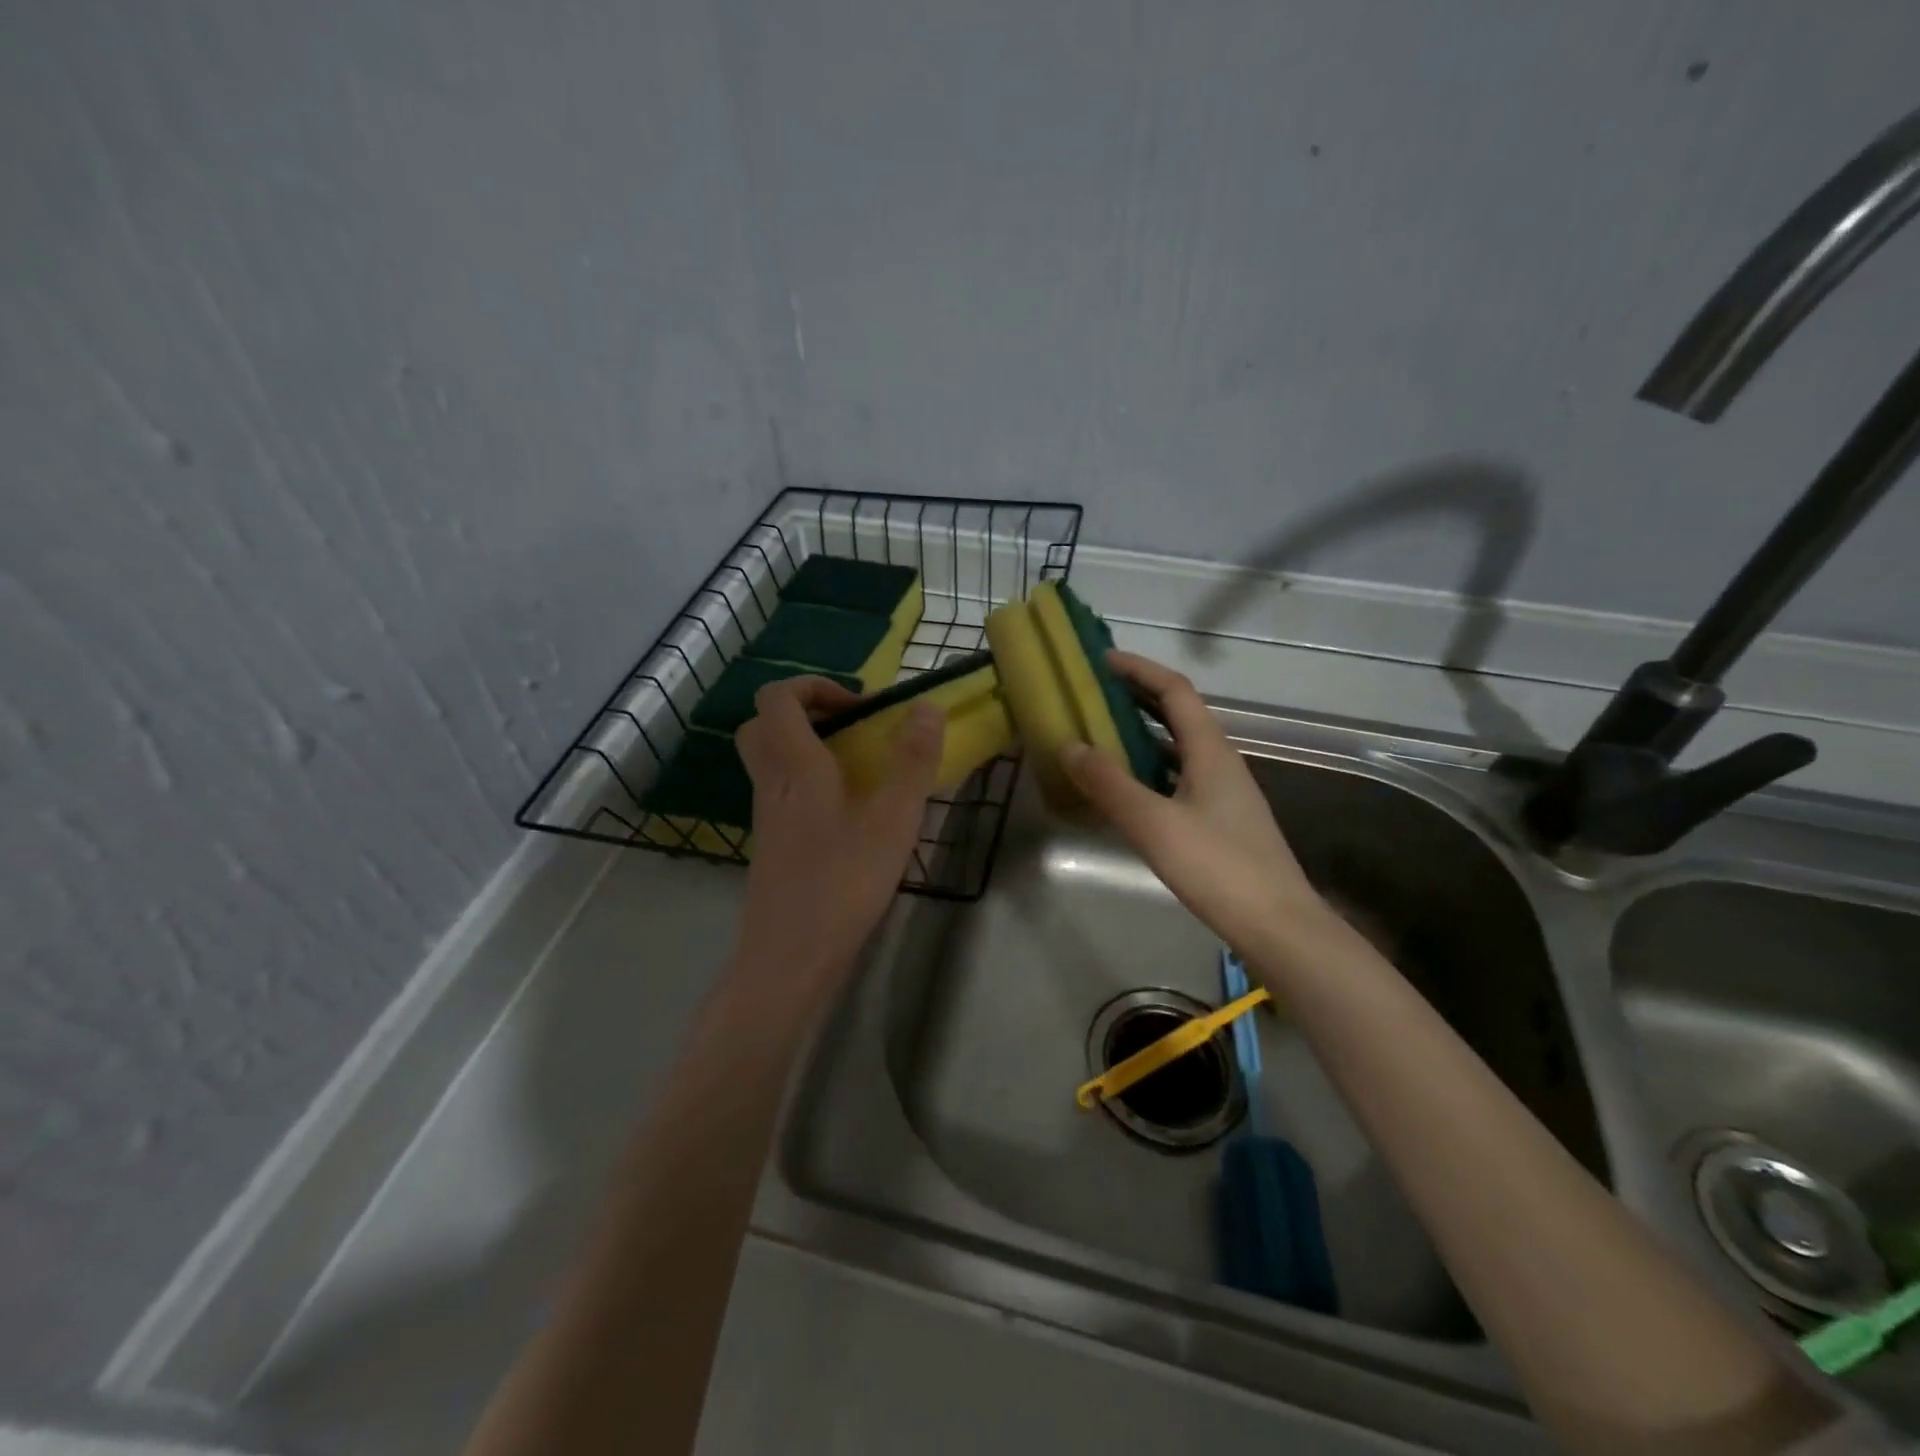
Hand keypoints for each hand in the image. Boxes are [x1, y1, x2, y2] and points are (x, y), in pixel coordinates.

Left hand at [732, 677, 944, 1000]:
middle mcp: (772, 783)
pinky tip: (848, 812)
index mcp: (795, 766)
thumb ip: (912, 762)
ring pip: (770, 760)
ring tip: (858, 766)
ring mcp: (767, 816)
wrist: (790, 956)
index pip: (777, 698)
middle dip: (804, 712)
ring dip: (806, 747)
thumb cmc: (843, 883)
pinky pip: (781, 792)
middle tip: (850, 728)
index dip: (813, 686)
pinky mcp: (772, 844)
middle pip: (763, 725)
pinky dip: (807, 782)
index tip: (858, 707)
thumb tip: (926, 707)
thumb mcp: (893, 820)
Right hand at [1061, 651, 1331, 959]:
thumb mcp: (1153, 823)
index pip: (1174, 690)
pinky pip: (1179, 776)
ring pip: (1179, 747)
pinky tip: (1127, 788)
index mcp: (1210, 750)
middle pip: (1178, 713)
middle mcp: (1220, 761)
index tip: (1101, 660)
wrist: (1277, 925)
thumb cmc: (1217, 867)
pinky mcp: (1220, 819)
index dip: (1138, 669)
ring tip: (1101, 734)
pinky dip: (1150, 769)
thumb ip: (1109, 784)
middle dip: (1137, 697)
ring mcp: (1223, 791)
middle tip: (1094, 694)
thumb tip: (1070, 744)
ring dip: (1143, 733)